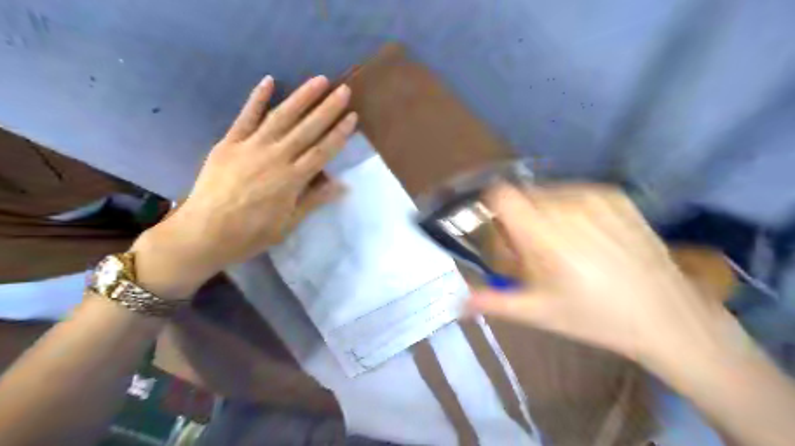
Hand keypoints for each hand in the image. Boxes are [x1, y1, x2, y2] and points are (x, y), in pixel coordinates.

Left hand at [134, 75, 356, 294]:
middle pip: (307, 129)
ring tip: (319, 80)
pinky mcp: (229, 142)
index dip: (339, 133)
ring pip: (281, 117)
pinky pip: (246, 116)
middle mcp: (275, 157)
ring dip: (302, 97)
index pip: (322, 151)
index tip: (352, 116)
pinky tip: (269, 80)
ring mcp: (251, 146)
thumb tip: (342, 185)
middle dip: (327, 108)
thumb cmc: (251, 233)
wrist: (203, 233)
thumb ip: (314, 200)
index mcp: (292, 179)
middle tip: (344, 89)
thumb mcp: (288, 223)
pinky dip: (257, 98)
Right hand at [467, 183, 728, 363]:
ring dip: (543, 212)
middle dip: (519, 218)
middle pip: (522, 195)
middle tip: (535, 250)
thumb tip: (456, 303)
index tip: (501, 231)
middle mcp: (566, 206)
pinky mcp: (616, 195)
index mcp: (544, 235)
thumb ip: (493, 302)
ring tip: (565, 245)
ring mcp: (594, 197)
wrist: (666, 314)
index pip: (501, 195)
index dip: (492, 206)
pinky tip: (589, 237)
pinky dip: (569, 208)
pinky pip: (574, 191)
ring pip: (547, 192)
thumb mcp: (538, 313)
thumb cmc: (594, 317)